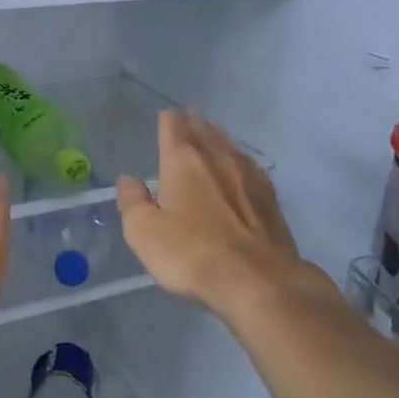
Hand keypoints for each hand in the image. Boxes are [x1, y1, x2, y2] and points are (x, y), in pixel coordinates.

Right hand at [117, 109, 305, 311]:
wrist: (256, 280)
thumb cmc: (190, 253)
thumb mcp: (143, 231)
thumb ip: (132, 201)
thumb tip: (128, 179)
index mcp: (182, 161)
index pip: (173, 127)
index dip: (168, 120)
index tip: (165, 117)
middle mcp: (217, 159)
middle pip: (204, 130)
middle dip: (194, 123)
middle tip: (189, 117)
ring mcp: (248, 177)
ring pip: (230, 146)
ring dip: (218, 137)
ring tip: (212, 134)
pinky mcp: (270, 198)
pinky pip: (250, 167)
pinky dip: (240, 161)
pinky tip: (242, 167)